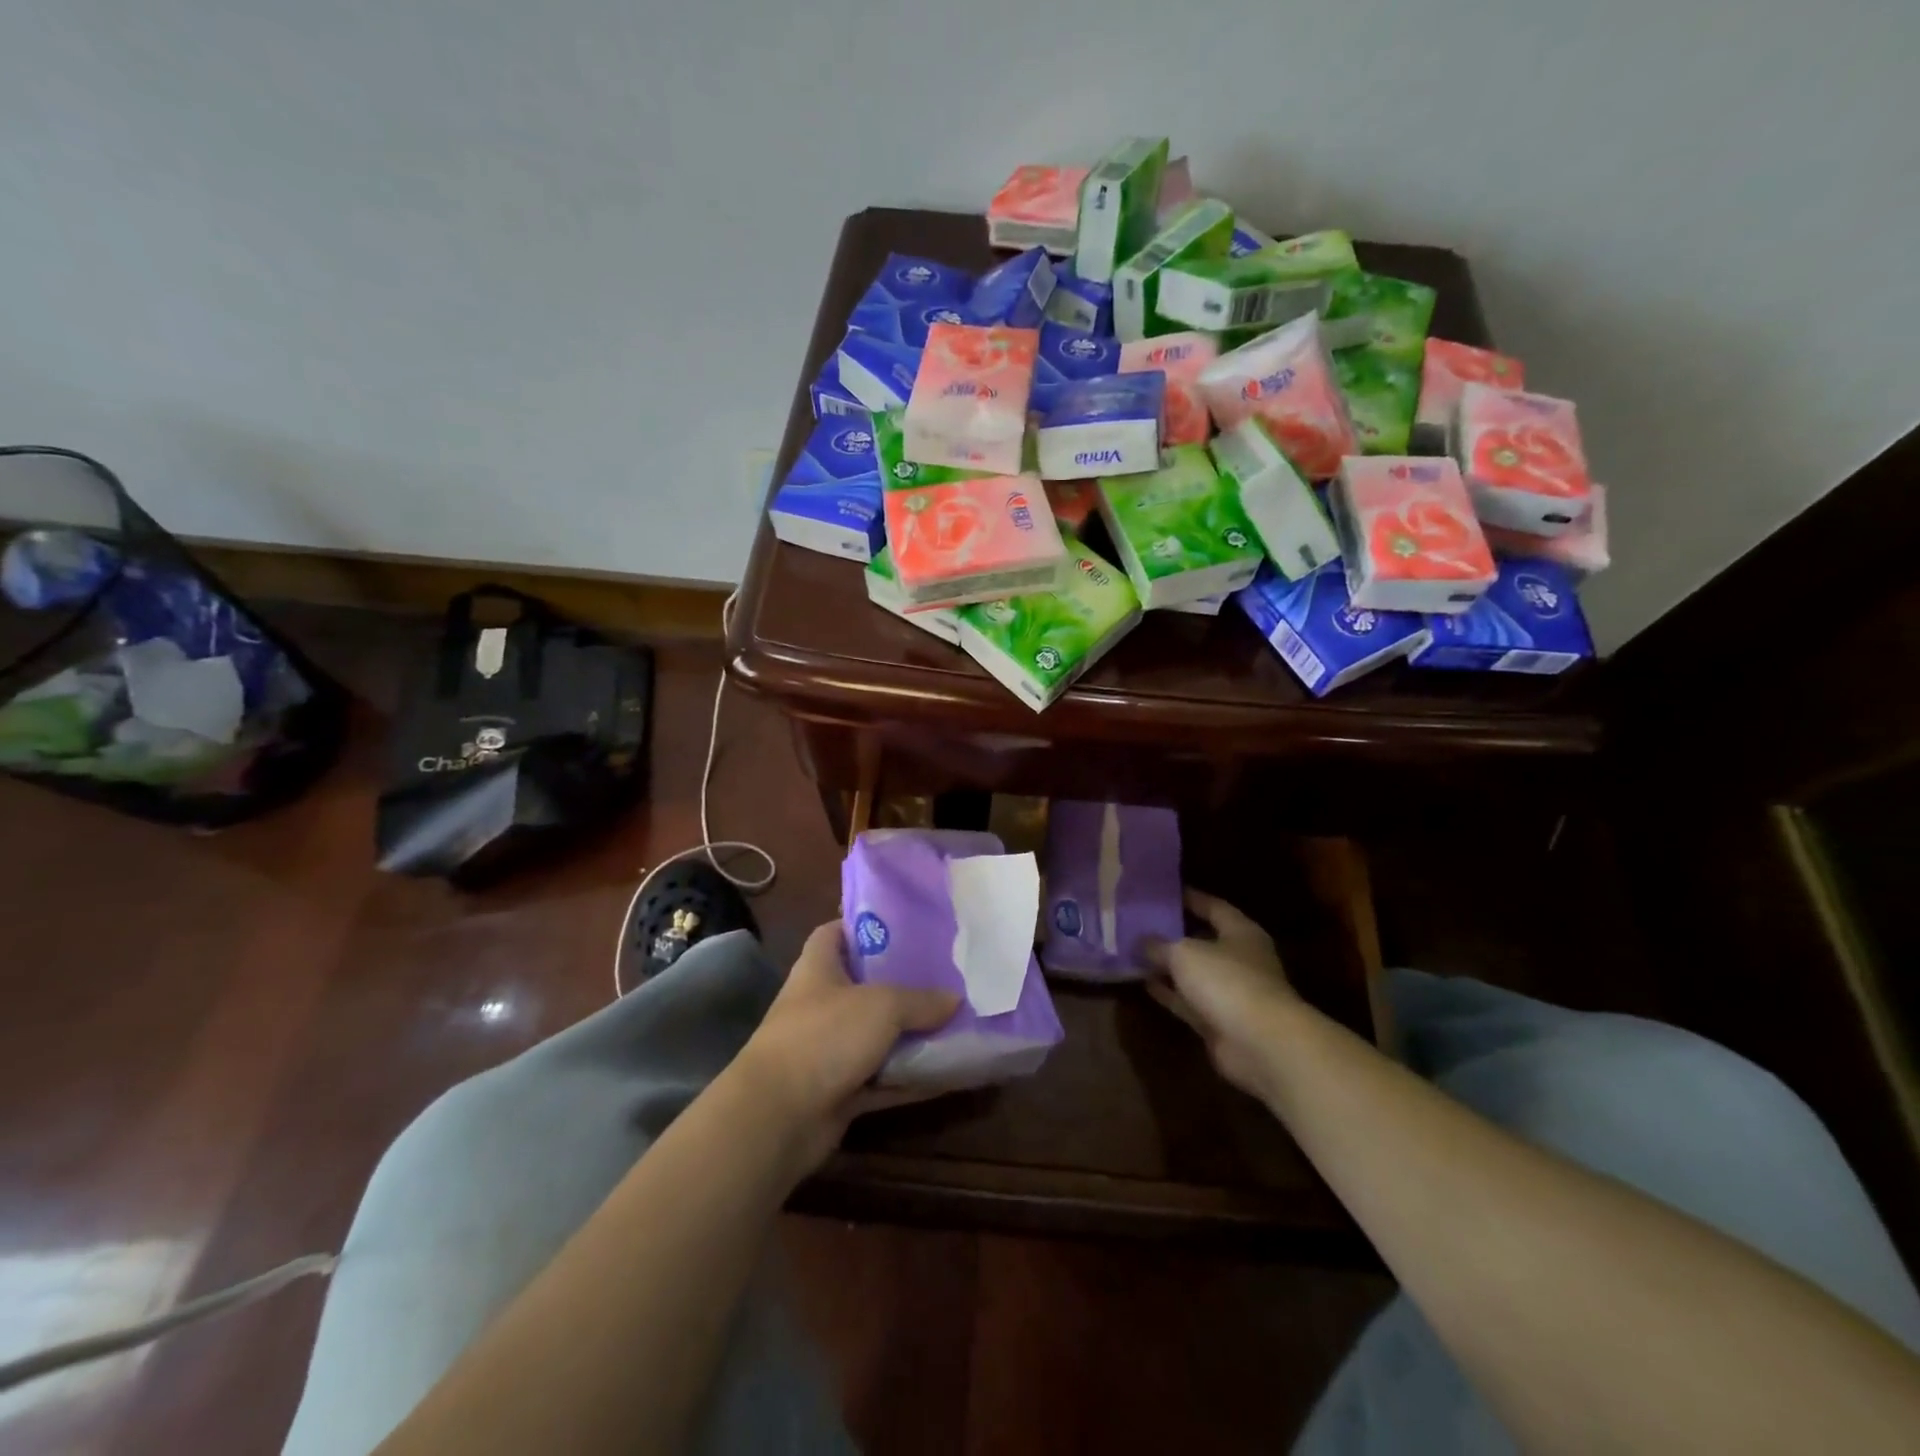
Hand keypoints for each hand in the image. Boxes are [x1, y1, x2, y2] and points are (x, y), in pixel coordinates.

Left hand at [733, 922, 959, 1174]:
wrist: (777, 1117)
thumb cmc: (824, 1037)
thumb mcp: (881, 1006)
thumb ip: (921, 1000)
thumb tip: (955, 999)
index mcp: (818, 968)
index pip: (835, 933)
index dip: (864, 926)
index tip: (904, 926)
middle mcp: (821, 1005)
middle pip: (865, 985)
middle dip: (902, 982)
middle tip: (945, 975)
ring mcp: (829, 1050)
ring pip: (878, 1035)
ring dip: (912, 1035)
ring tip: (957, 1021)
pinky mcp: (839, 1090)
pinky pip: (883, 1079)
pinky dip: (911, 1078)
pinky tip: (948, 1074)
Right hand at [1144, 890, 1299, 1101]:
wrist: (1260, 1045)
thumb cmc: (1228, 981)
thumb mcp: (1184, 953)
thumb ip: (1160, 945)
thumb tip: (1141, 941)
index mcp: (1241, 932)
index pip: (1214, 907)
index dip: (1190, 898)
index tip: (1164, 893)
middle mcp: (1240, 960)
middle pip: (1204, 941)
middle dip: (1175, 935)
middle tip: (1142, 924)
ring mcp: (1231, 993)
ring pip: (1194, 974)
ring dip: (1169, 966)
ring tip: (1136, 953)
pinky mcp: (1219, 1022)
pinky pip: (1189, 1002)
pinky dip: (1170, 993)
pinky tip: (1146, 984)